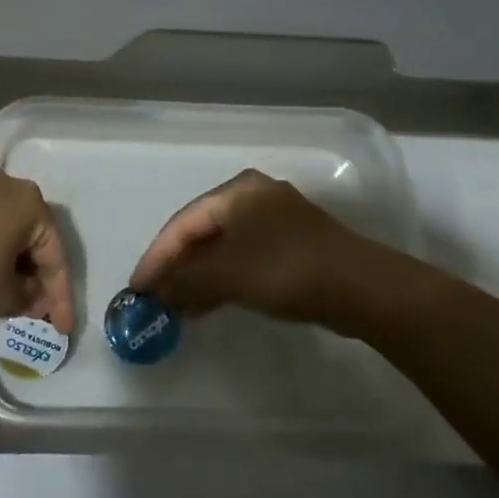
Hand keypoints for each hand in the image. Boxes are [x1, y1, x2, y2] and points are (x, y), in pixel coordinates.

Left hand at [0, 165, 73, 331]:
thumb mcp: (2, 296)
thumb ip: (28, 298)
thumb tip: (30, 293)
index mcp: (29, 202)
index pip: (55, 255)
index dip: (60, 297)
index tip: (60, 329)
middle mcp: (5, 184)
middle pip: (30, 238)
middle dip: (35, 277)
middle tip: (34, 312)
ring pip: (3, 230)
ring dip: (9, 264)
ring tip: (6, 298)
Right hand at [130, 169, 361, 323]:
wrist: (361, 288)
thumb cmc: (286, 271)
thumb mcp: (228, 276)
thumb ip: (186, 281)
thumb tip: (155, 291)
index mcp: (236, 192)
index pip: (182, 223)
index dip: (156, 256)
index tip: (137, 287)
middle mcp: (254, 196)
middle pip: (202, 231)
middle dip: (177, 265)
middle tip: (155, 296)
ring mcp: (276, 219)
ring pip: (223, 246)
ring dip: (199, 275)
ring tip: (178, 306)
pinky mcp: (292, 243)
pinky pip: (244, 256)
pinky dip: (224, 277)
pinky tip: (210, 302)